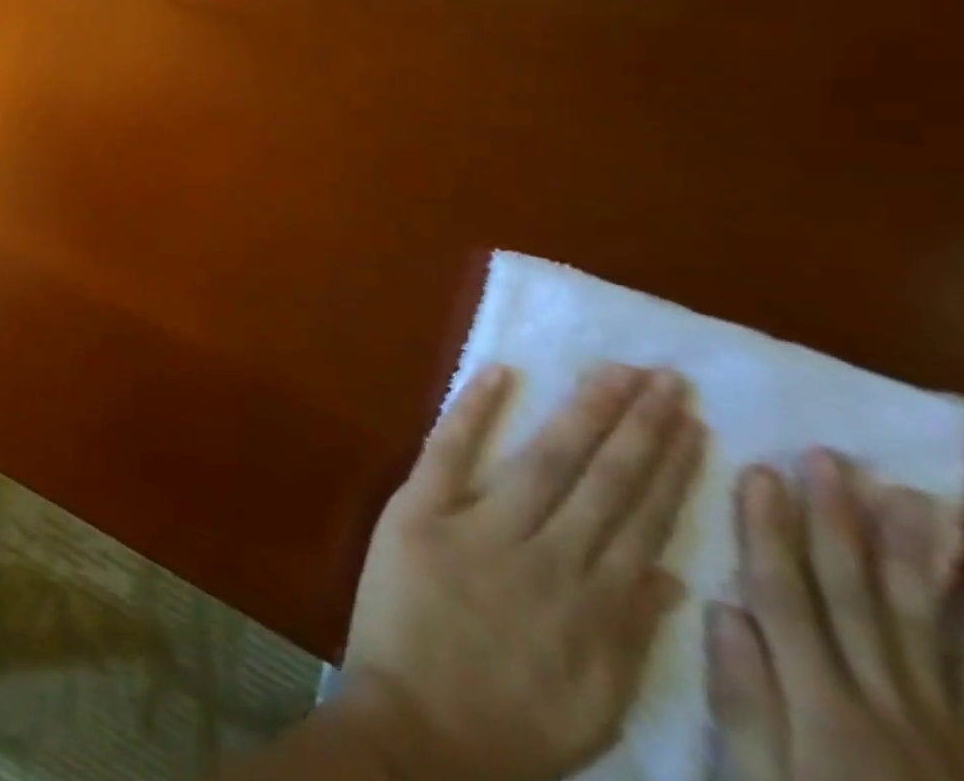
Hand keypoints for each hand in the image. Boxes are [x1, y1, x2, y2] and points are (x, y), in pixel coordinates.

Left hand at [338, 362, 706, 780]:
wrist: (413, 729)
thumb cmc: (505, 721)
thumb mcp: (594, 700)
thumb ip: (631, 635)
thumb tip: (670, 574)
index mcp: (593, 604)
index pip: (641, 520)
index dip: (666, 470)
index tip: (689, 425)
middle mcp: (546, 556)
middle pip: (602, 481)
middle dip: (637, 427)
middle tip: (664, 377)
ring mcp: (479, 526)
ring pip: (544, 460)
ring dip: (582, 413)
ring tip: (613, 372)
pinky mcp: (419, 510)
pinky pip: (450, 449)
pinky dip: (474, 409)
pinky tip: (499, 372)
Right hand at [709, 453, 963, 780]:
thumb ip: (744, 701)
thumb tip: (721, 608)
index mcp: (823, 708)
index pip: (786, 597)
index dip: (768, 531)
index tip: (758, 471)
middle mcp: (888, 703)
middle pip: (856, 598)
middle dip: (837, 524)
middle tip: (829, 459)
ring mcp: (943, 722)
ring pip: (923, 623)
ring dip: (911, 556)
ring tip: (908, 497)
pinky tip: (960, 572)